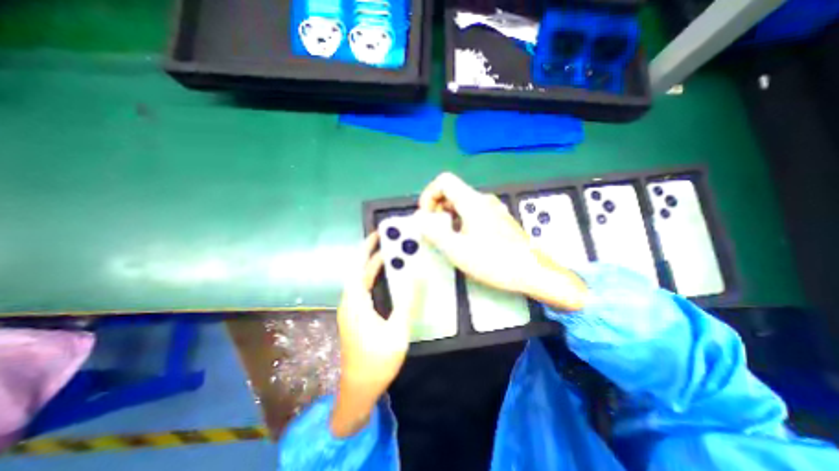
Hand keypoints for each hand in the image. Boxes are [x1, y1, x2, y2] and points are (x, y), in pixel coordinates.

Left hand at [328, 233, 416, 434]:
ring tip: (392, 256)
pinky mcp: (355, 317)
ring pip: (361, 281)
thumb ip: (407, 301)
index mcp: (355, 302)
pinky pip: (364, 290)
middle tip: (391, 242)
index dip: (366, 247)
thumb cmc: (377, 361)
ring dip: (374, 266)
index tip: (378, 234)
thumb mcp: (397, 330)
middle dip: (372, 254)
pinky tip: (388, 280)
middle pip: (359, 271)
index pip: (358, 266)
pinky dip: (374, 279)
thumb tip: (417, 274)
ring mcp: (351, 310)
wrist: (358, 391)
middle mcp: (349, 302)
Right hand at [416, 174, 584, 311]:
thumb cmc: (494, 261)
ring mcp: (493, 209)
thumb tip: (420, 219)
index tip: (427, 216)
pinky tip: (465, 242)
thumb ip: (434, 232)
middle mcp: (483, 200)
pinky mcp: (499, 220)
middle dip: (437, 209)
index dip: (429, 195)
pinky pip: (473, 213)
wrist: (533, 272)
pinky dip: (461, 222)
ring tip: (448, 239)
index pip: (444, 181)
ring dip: (448, 217)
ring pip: (462, 204)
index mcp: (472, 201)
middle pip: (452, 192)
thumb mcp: (457, 249)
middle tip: (435, 231)